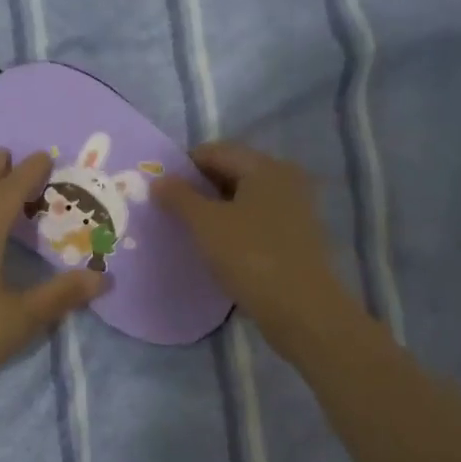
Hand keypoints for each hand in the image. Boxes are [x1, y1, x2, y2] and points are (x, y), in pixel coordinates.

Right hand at [152, 141, 357, 353]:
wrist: (301, 310)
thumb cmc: (250, 256)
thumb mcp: (206, 224)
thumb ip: (179, 197)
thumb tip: (159, 180)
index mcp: (265, 166)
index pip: (214, 151)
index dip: (183, 166)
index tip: (159, 189)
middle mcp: (285, 179)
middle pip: (231, 172)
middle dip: (198, 188)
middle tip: (169, 211)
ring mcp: (294, 210)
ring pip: (243, 199)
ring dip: (215, 210)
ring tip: (188, 231)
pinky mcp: (296, 238)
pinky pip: (256, 221)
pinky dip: (233, 228)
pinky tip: (216, 249)